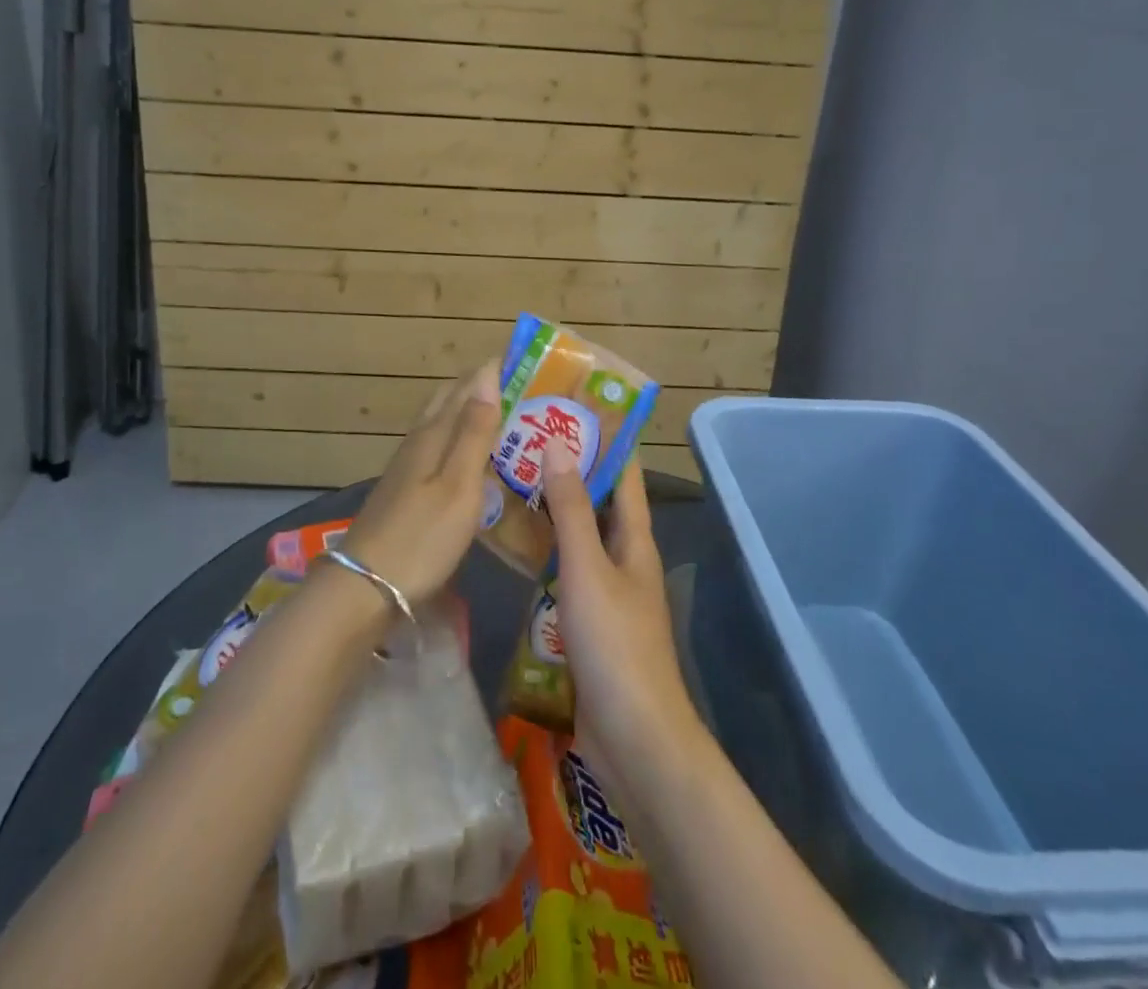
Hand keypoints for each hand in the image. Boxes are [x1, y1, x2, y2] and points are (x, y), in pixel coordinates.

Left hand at [338, 363, 501, 606]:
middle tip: (521, 386)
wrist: (365, 585)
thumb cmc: (421, 536)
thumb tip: (487, 376)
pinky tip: (471, 456)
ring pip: (442, 423)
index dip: (492, 370)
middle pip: (449, 400)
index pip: (466, 387)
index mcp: (434, 435)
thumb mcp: (458, 485)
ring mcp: (408, 466)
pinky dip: (460, 439)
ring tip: (505, 413)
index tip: (525, 359)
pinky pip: (438, 447)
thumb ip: (474, 432)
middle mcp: (419, 442)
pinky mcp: (406, 489)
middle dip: (481, 387)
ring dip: (470, 411)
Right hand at [544, 443, 704, 776]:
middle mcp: (625, 558)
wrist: (634, 740)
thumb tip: (558, 443)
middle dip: (570, 469)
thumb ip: (572, 508)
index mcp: (635, 539)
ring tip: (512, 480)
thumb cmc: (615, 644)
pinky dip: (546, 552)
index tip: (573, 405)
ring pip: (580, 537)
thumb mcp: (588, 568)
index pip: (625, 473)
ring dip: (554, 510)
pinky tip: (515, 546)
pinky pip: (566, 573)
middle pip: (600, 502)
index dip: (606, 438)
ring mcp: (608, 592)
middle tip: (526, 438)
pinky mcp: (588, 622)